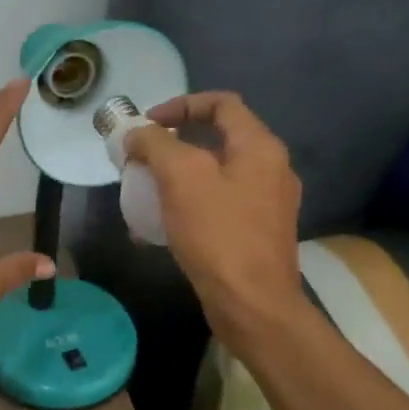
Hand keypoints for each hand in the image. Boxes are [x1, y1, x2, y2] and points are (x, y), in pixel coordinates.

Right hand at [124, 91, 303, 342]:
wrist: (252, 305)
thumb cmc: (218, 235)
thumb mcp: (181, 178)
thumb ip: (156, 145)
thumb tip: (137, 134)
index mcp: (260, 147)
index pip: (222, 104)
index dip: (181, 105)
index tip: (147, 124)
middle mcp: (271, 169)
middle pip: (219, 138)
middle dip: (174, 143)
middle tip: (142, 158)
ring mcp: (268, 204)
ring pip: (216, 173)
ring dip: (179, 175)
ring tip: (147, 191)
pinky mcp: (257, 233)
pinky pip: (219, 204)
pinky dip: (190, 203)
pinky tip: (163, 225)